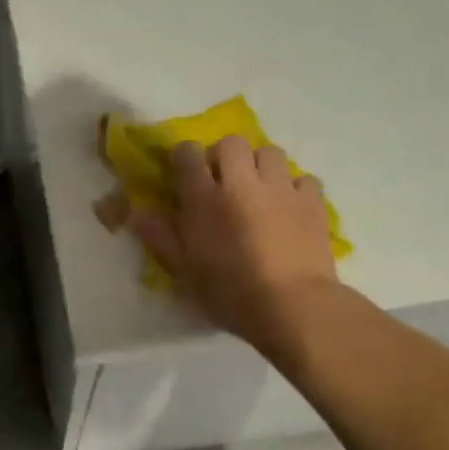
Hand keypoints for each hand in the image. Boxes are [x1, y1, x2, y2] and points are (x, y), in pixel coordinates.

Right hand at [127, 137, 339, 348]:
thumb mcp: (184, 270)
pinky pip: (304, 179)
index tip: (183, 173)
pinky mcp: (312, 202)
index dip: (184, 157)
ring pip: (270, 152)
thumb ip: (159, 237)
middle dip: (225, 156)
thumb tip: (135, 212)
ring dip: (261, 165)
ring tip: (259, 189)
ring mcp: (280, 189)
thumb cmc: (229, 292)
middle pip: (232, 143)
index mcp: (204, 198)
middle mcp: (241, 183)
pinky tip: (290, 207)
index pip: (187, 154)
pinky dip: (296, 187)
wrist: (292, 306)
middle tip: (224, 181)